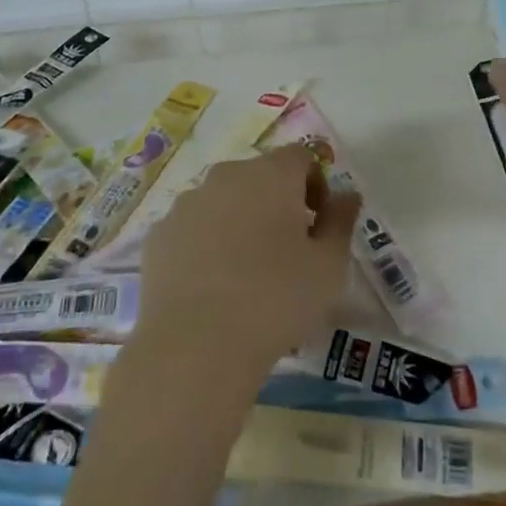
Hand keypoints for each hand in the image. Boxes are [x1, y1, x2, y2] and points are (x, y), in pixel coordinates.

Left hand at [135, 144, 361, 377]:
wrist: (195, 348)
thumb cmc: (276, 300)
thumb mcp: (329, 266)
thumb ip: (341, 222)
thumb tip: (346, 195)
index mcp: (271, 174)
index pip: (301, 157)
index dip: (316, 186)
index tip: (318, 226)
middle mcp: (226, 176)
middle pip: (260, 176)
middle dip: (277, 203)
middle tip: (288, 251)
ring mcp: (187, 204)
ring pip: (224, 202)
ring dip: (240, 222)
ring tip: (246, 274)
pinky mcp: (159, 235)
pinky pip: (193, 229)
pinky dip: (206, 245)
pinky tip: (212, 287)